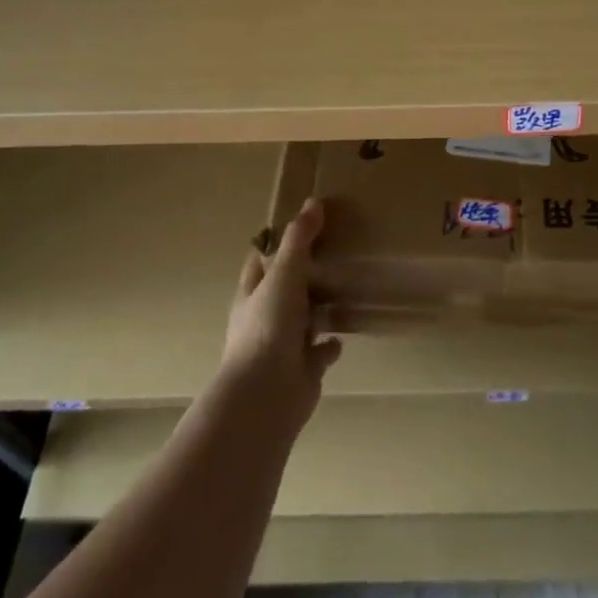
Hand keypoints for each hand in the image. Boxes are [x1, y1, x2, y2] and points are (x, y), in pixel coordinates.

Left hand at [223, 197, 342, 427]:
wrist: (266, 394)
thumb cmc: (268, 327)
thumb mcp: (284, 274)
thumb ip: (299, 240)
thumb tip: (313, 202)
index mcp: (252, 294)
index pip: (260, 261)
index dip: (275, 243)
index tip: (301, 225)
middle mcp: (264, 318)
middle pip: (283, 289)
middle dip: (303, 274)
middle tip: (334, 251)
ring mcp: (283, 345)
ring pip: (303, 320)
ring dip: (318, 308)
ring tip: (345, 287)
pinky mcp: (304, 369)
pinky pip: (320, 352)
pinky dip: (330, 344)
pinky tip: (345, 334)